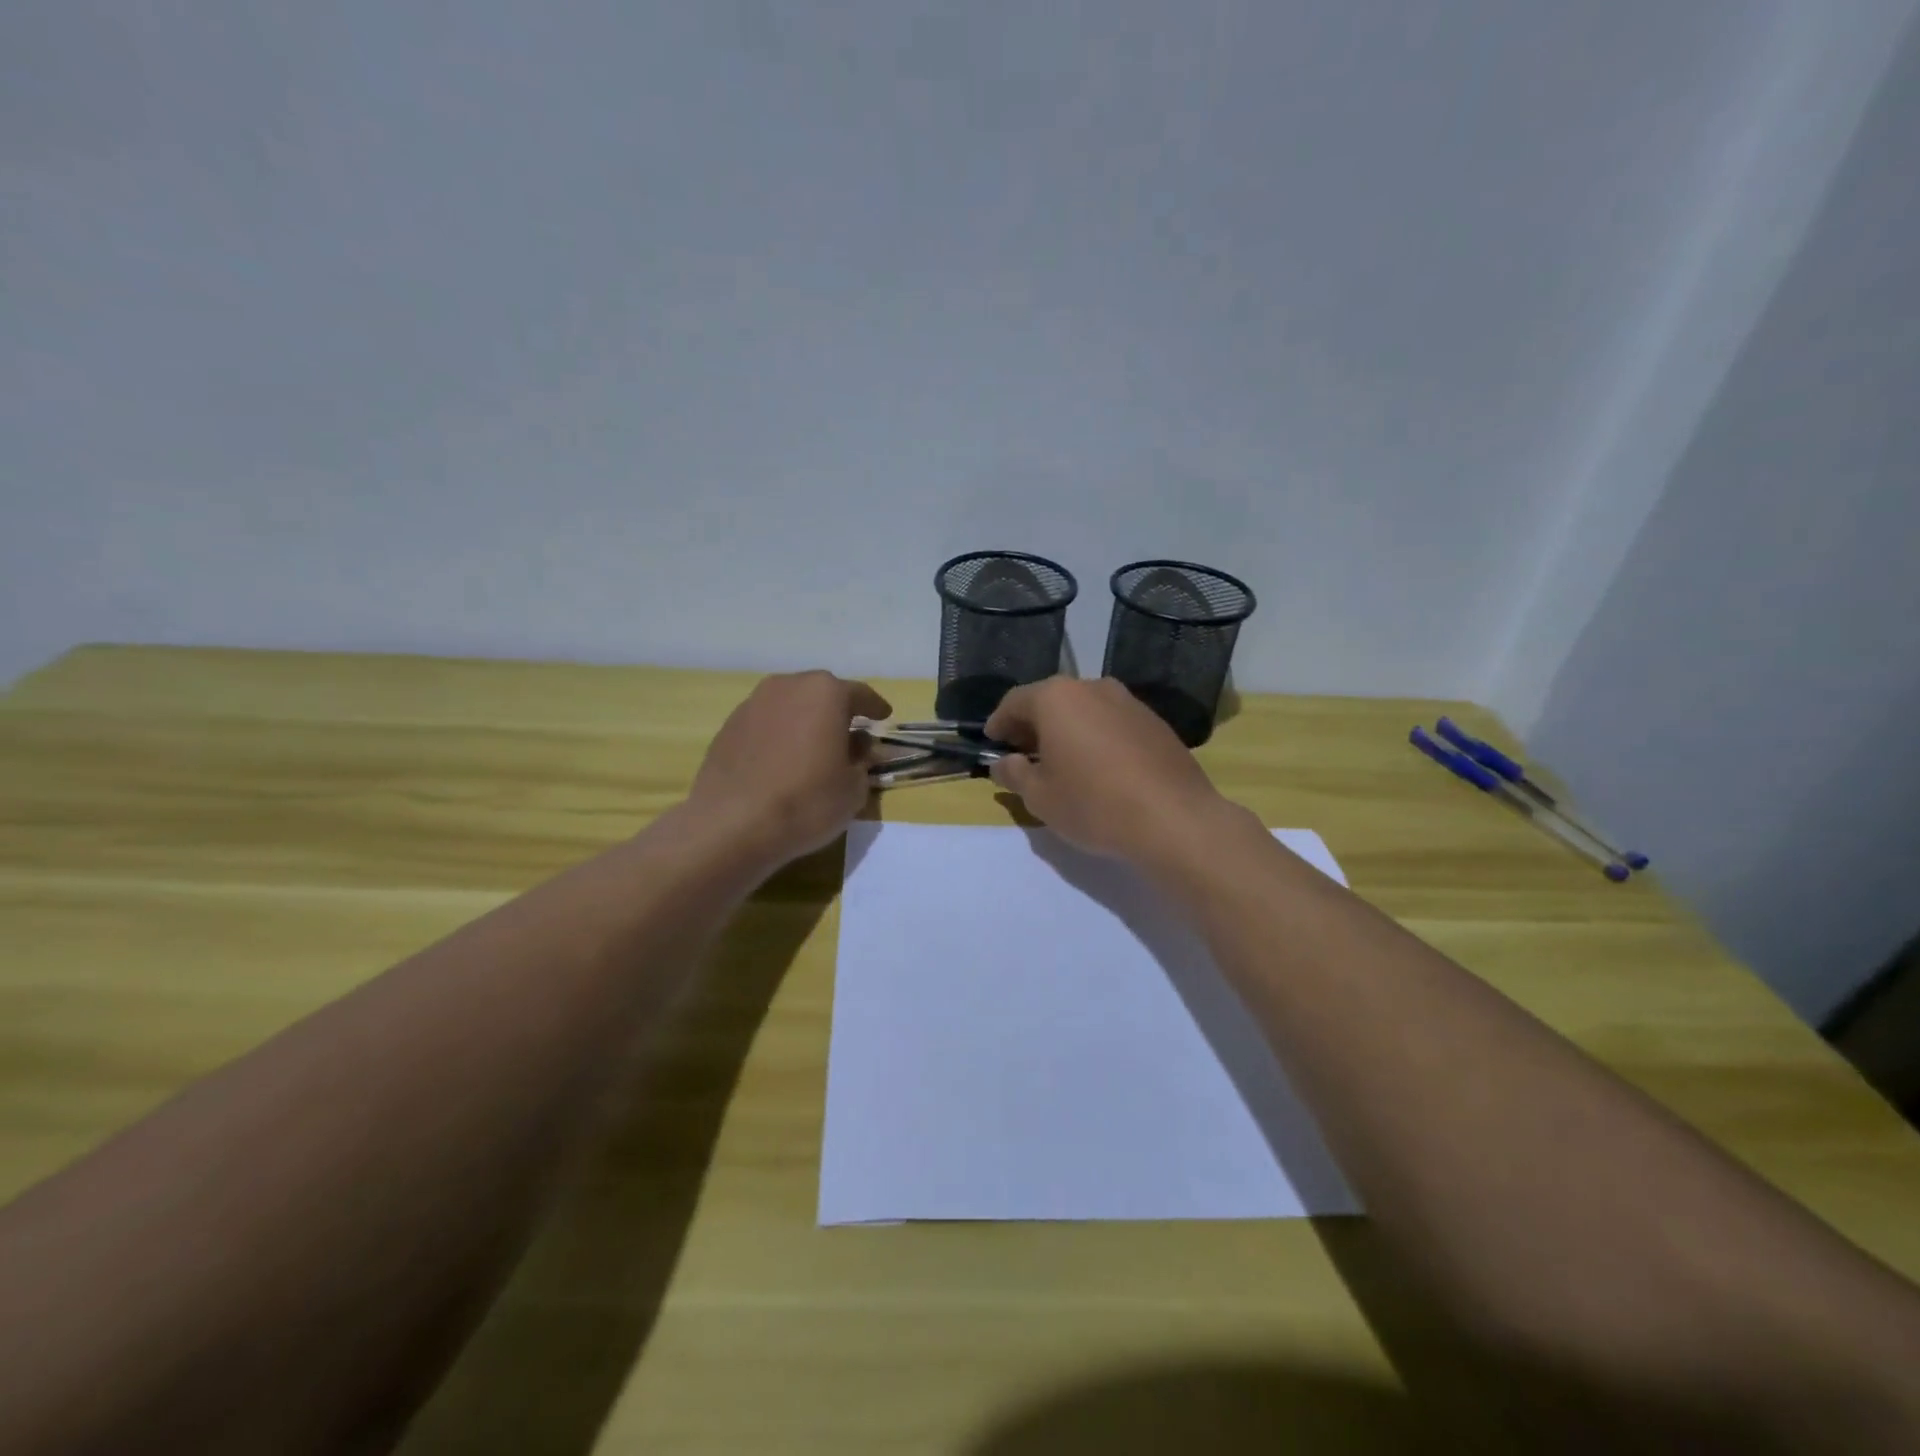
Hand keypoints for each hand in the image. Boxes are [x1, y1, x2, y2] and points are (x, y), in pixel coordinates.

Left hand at [688, 671, 890, 867]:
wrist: (732, 825)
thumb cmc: (806, 801)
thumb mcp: (854, 789)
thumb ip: (862, 761)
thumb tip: (857, 747)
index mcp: (826, 693)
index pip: (860, 695)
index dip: (875, 708)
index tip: (884, 717)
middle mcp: (788, 686)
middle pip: (822, 694)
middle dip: (837, 711)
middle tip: (849, 734)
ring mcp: (753, 703)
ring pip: (790, 706)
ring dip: (805, 721)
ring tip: (813, 748)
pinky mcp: (729, 726)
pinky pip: (766, 724)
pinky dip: (779, 735)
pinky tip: (782, 761)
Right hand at [986, 677, 1234, 862]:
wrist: (1174, 819)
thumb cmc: (1093, 804)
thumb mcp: (1040, 797)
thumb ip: (1015, 774)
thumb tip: (1003, 764)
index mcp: (1057, 698)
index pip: (1015, 702)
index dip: (999, 723)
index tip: (992, 742)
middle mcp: (1093, 687)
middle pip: (1051, 701)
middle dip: (1032, 725)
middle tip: (1022, 753)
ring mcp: (1129, 702)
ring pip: (1084, 710)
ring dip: (1066, 730)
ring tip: (1060, 761)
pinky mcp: (1155, 722)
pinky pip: (1112, 723)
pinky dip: (1095, 737)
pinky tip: (1097, 767)